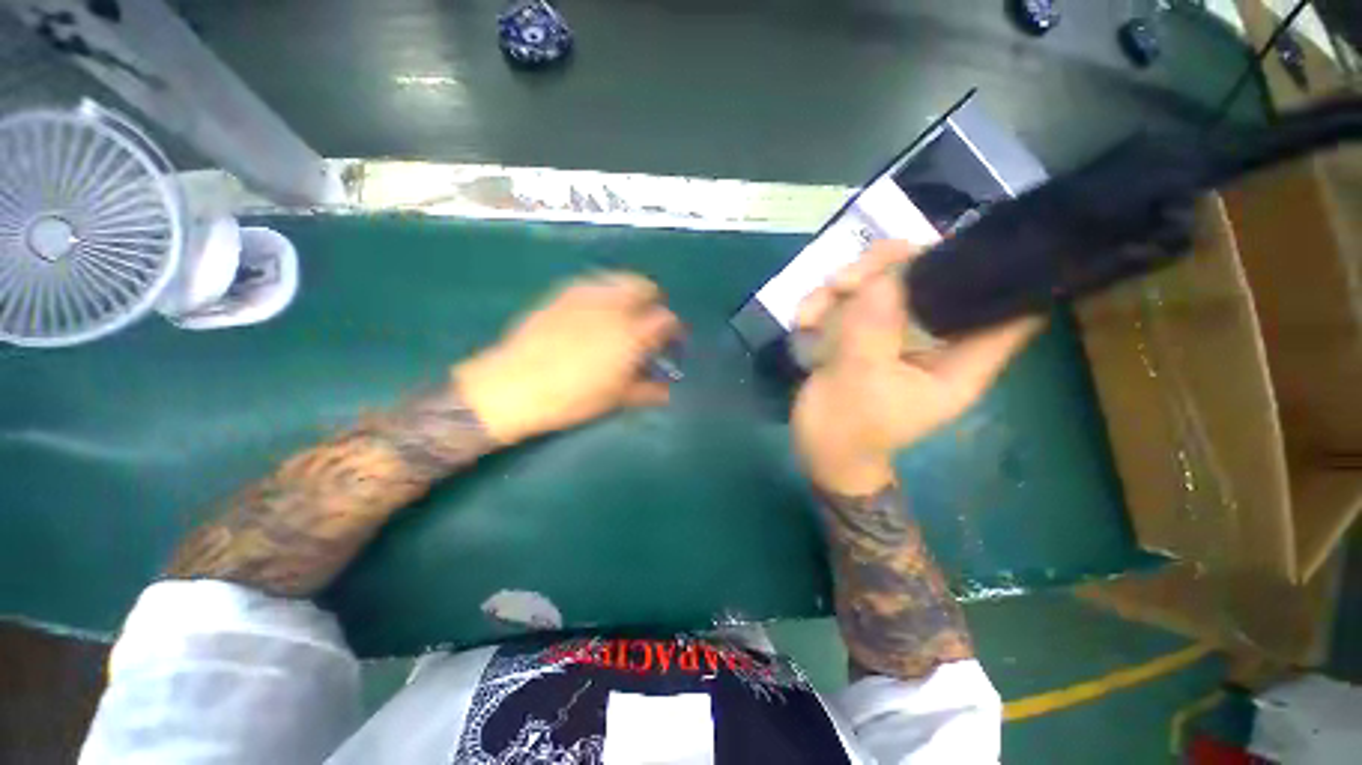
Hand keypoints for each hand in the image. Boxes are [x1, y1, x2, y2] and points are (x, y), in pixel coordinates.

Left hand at [455, 272, 681, 443]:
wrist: (515, 385)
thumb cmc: (572, 397)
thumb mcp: (615, 398)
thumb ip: (647, 390)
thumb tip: (666, 391)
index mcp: (632, 334)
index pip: (666, 319)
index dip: (672, 329)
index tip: (668, 340)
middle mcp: (613, 306)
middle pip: (644, 286)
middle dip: (652, 301)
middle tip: (645, 321)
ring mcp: (586, 295)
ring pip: (619, 280)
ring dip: (628, 293)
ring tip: (621, 314)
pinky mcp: (563, 293)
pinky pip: (593, 283)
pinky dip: (603, 292)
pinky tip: (593, 312)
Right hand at [792, 241, 1041, 494]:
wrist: (819, 450)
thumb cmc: (848, 429)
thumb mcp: (860, 380)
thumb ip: (873, 328)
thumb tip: (884, 275)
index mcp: (958, 360)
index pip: (1009, 310)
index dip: (998, 272)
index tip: (958, 246)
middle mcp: (933, 339)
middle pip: (932, 278)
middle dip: (885, 270)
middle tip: (843, 283)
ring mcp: (895, 333)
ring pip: (883, 281)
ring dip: (841, 288)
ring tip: (810, 314)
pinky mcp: (863, 333)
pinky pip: (849, 300)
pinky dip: (823, 303)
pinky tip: (803, 321)